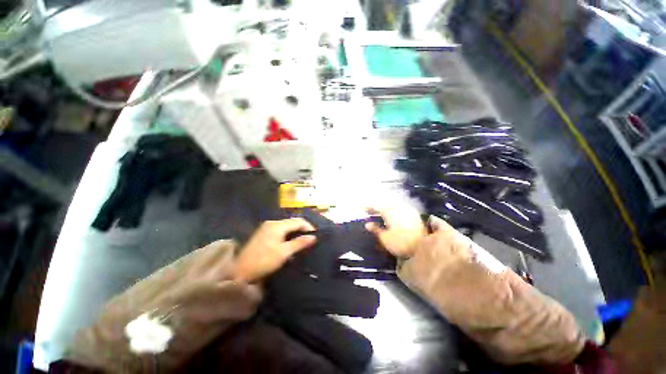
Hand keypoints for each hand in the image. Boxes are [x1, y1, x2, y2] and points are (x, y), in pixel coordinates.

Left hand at [235, 218, 315, 282]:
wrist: (240, 271)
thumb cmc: (264, 260)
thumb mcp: (284, 252)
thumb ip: (299, 243)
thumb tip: (313, 237)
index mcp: (278, 225)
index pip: (298, 221)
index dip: (308, 227)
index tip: (315, 236)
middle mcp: (272, 223)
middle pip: (292, 222)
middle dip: (302, 229)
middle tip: (310, 239)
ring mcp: (266, 227)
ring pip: (286, 226)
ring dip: (295, 232)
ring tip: (302, 241)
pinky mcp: (263, 233)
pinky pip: (280, 230)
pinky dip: (287, 234)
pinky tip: (290, 242)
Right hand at [365, 206, 426, 257]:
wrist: (423, 248)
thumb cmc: (401, 243)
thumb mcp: (385, 238)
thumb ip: (375, 229)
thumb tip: (367, 224)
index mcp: (390, 212)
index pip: (377, 206)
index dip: (369, 207)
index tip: (363, 209)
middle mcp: (399, 208)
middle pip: (385, 205)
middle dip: (377, 207)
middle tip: (370, 211)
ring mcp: (407, 211)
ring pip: (393, 206)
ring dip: (385, 208)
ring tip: (380, 214)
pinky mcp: (414, 216)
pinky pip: (400, 209)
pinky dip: (394, 211)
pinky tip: (392, 216)